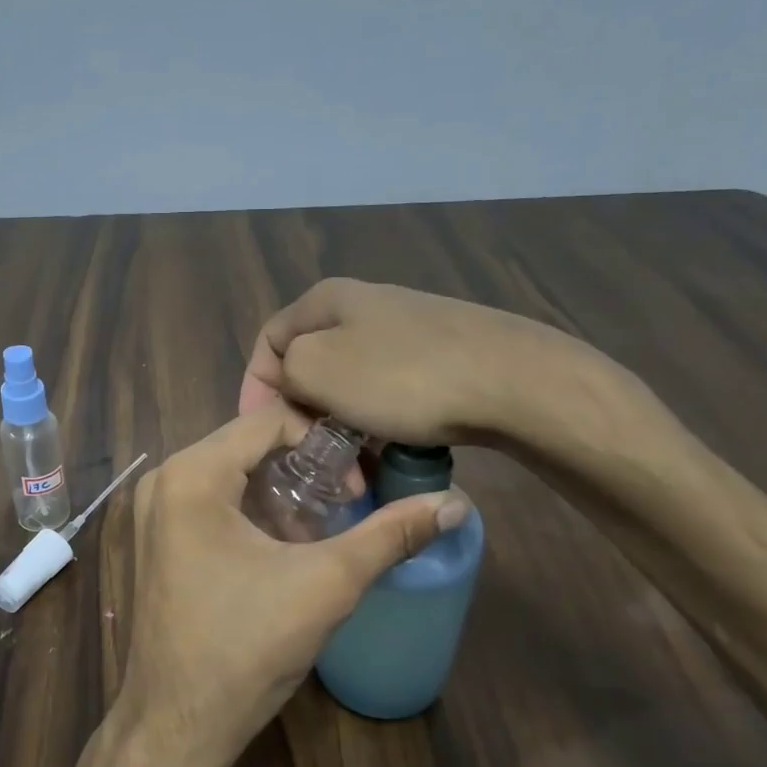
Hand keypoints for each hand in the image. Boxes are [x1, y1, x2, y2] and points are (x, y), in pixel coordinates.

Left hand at [113, 405, 468, 766]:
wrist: (177, 726)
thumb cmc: (246, 647)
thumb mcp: (326, 584)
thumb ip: (391, 535)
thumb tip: (456, 503)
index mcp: (191, 474)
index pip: (270, 420)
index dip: (325, 442)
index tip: (361, 483)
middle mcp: (163, 481)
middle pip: (249, 446)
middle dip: (306, 467)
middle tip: (351, 501)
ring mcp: (154, 514)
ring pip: (232, 476)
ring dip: (282, 492)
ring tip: (326, 525)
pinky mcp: (157, 543)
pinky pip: (213, 504)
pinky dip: (253, 513)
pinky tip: (287, 546)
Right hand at [239, 278, 649, 460]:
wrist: (511, 382)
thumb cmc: (402, 377)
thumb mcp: (318, 368)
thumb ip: (285, 369)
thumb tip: (294, 380)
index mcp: (328, 300)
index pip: (268, 343)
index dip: (255, 388)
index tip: (260, 434)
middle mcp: (364, 305)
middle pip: (310, 365)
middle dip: (301, 415)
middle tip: (309, 458)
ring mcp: (406, 329)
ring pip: (349, 384)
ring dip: (340, 427)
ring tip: (351, 467)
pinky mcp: (440, 356)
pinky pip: (387, 393)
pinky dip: (376, 424)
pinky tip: (389, 451)